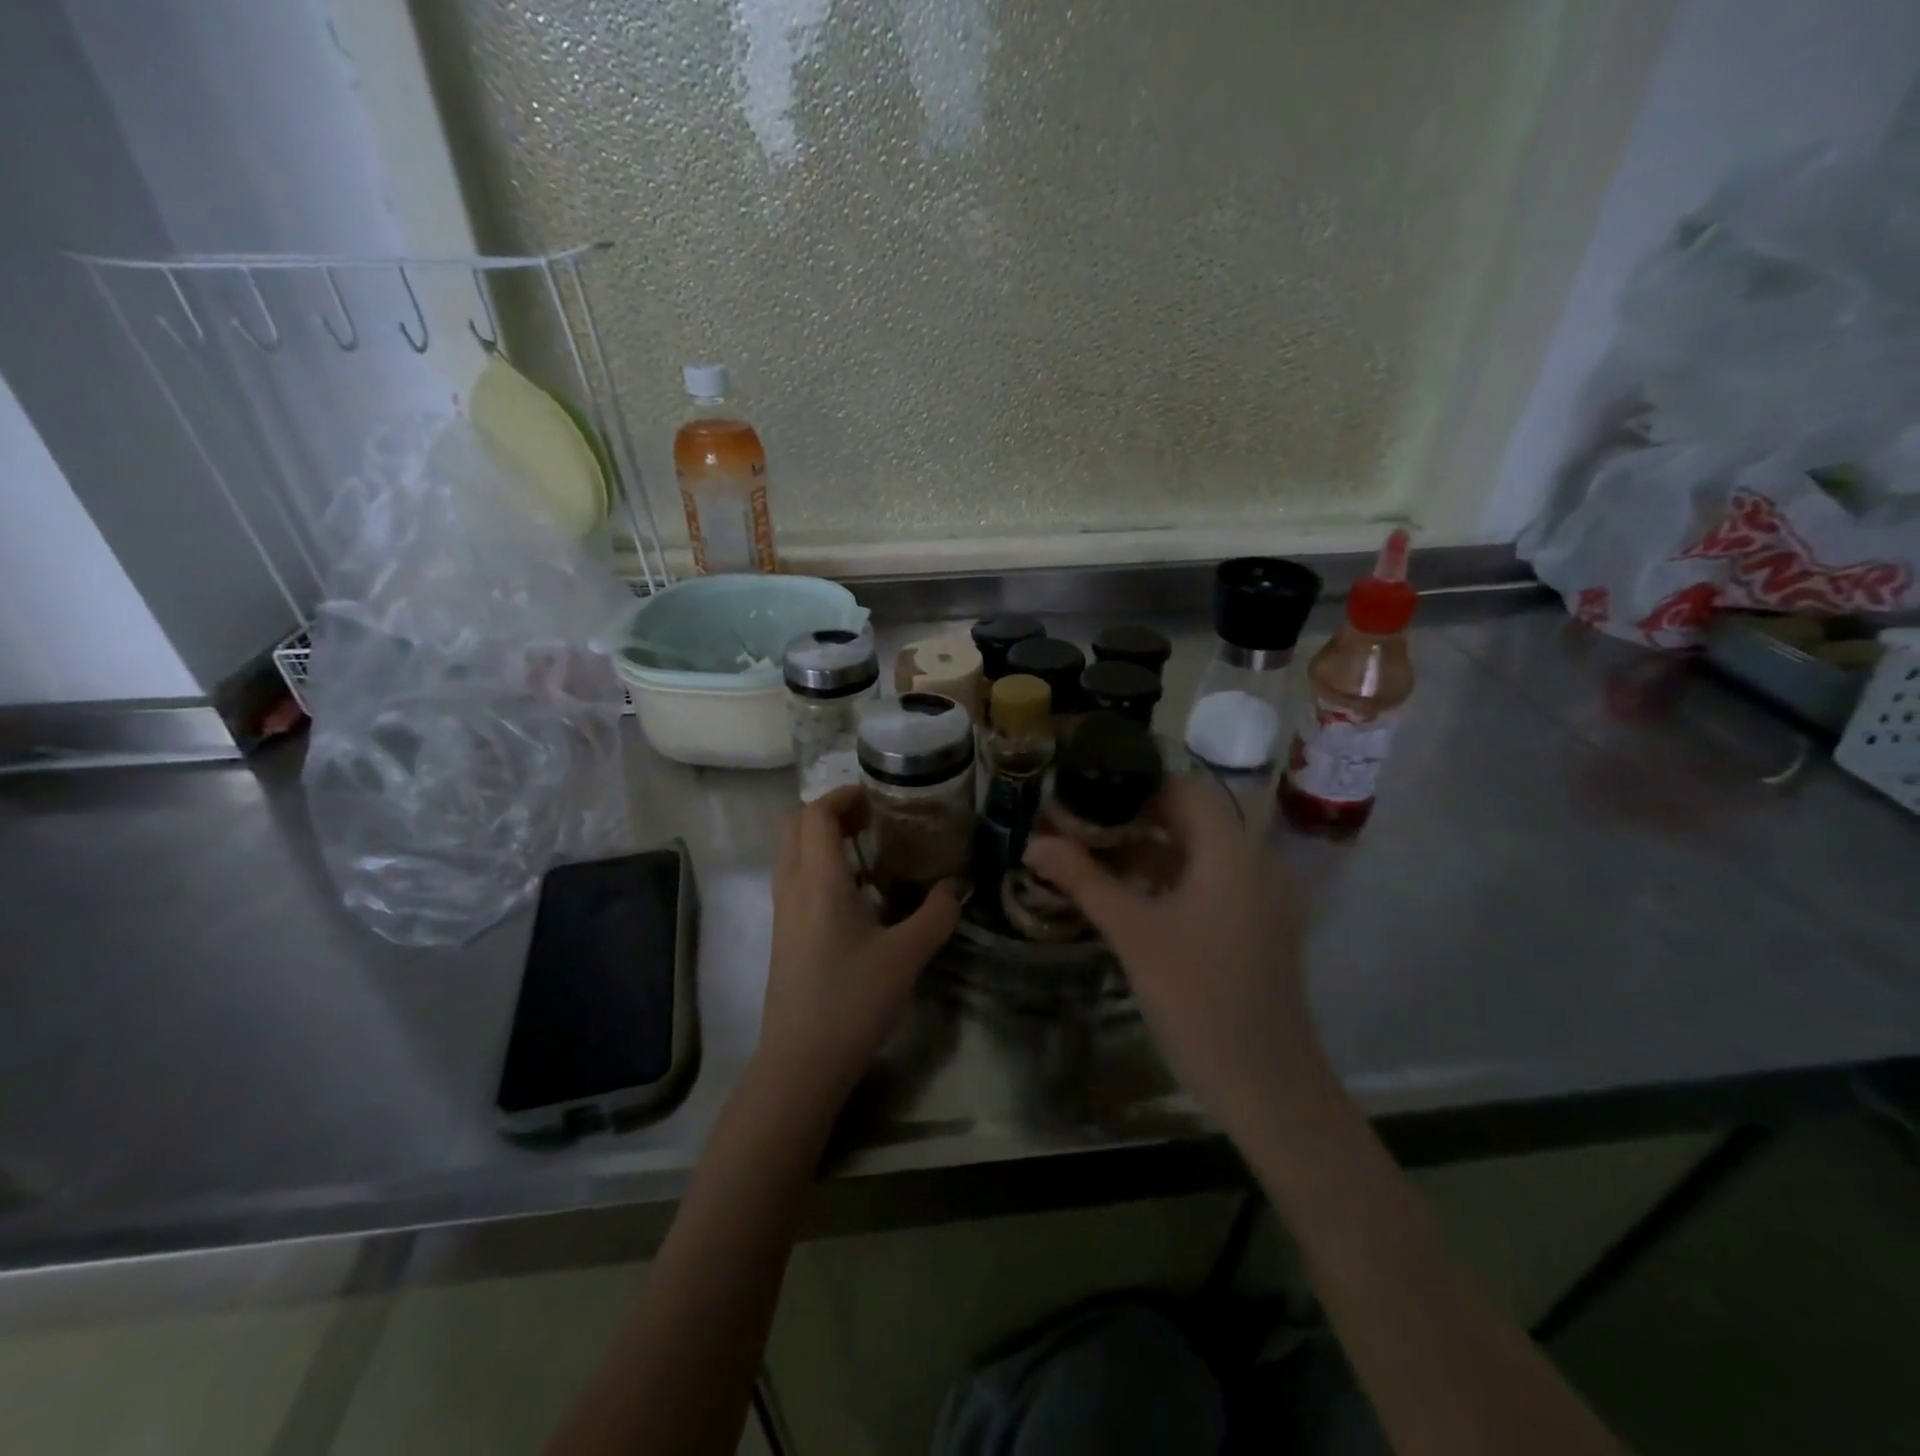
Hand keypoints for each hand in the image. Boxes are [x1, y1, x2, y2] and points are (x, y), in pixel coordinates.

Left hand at [758, 785, 959, 1107]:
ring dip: (823, 840)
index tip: (878, 797)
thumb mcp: (907, 955)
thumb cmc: (853, 999)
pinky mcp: (784, 936)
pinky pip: (796, 881)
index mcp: (818, 879)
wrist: (801, 1062)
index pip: (816, 814)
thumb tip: (954, 888)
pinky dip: (820, 868)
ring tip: (869, 850)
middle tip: (873, 819)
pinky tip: (858, 895)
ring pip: (793, 854)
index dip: (844, 796)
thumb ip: (936, 914)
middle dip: (831, 813)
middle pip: (796, 827)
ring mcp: (783, 912)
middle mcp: (792, 886)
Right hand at [1023, 776, 1327, 1129]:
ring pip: (1199, 853)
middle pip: (1191, 818)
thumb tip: (1033, 843)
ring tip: (1094, 856)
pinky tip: (1130, 895)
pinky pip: (1210, 883)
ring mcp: (1260, 898)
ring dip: (1150, 849)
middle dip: (1135, 817)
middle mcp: (1254, 863)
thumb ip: (1084, 881)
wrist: (1267, 1085)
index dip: (1135, 785)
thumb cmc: (1198, 998)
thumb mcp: (1134, 934)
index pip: (1184, 788)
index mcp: (1232, 852)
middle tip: (1081, 826)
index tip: (1088, 794)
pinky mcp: (1255, 927)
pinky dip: (1170, 879)